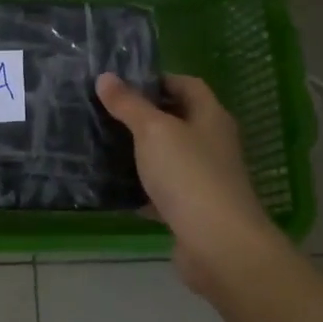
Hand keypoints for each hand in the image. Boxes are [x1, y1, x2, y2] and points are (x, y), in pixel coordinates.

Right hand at [96, 72, 281, 293]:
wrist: (218, 245)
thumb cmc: (188, 175)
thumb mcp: (153, 131)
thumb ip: (128, 104)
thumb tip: (105, 77)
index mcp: (210, 117)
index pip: (187, 85)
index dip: (158, 79)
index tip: (122, 84)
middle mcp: (212, 144)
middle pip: (178, 120)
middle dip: (144, 116)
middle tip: (106, 113)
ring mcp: (205, 178)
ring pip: (169, 157)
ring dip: (141, 153)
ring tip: (103, 146)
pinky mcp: (193, 210)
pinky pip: (163, 191)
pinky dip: (142, 188)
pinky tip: (115, 188)